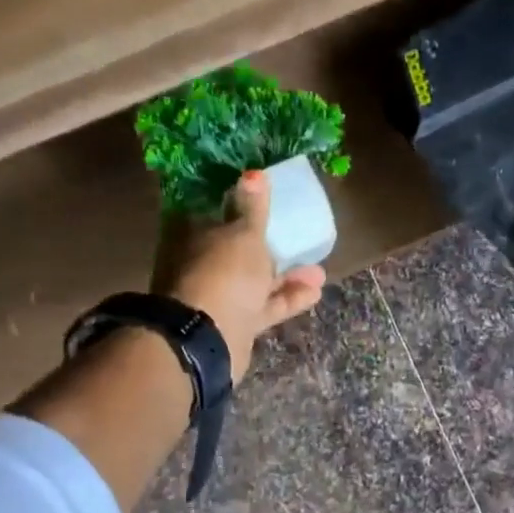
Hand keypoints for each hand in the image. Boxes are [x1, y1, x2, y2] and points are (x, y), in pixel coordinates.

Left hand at [153, 170, 325, 380]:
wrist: (208, 338)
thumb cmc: (224, 273)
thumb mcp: (244, 235)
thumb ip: (254, 208)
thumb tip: (255, 174)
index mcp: (194, 234)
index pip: (217, 212)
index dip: (242, 207)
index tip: (269, 205)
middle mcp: (202, 263)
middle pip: (238, 250)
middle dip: (271, 245)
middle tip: (300, 239)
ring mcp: (218, 295)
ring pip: (256, 280)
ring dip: (287, 275)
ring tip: (319, 271)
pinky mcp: (235, 321)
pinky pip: (265, 305)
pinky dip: (287, 298)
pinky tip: (315, 292)